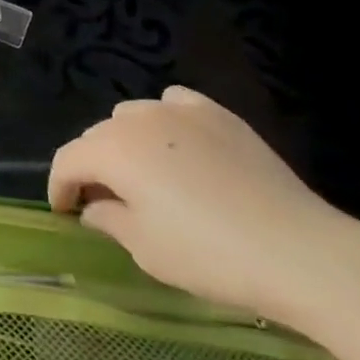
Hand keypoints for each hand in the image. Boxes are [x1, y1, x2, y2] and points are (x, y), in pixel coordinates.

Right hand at [48, 85, 359, 328]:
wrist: (299, 251)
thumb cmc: (209, 255)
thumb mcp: (145, 248)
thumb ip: (108, 219)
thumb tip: (94, 207)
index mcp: (113, 150)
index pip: (68, 160)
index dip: (60, 187)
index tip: (65, 213)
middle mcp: (138, 119)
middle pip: (98, 135)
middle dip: (92, 166)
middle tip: (104, 202)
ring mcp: (181, 111)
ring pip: (133, 116)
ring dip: (125, 142)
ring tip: (142, 175)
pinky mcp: (218, 114)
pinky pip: (174, 105)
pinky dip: (165, 121)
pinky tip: (178, 146)